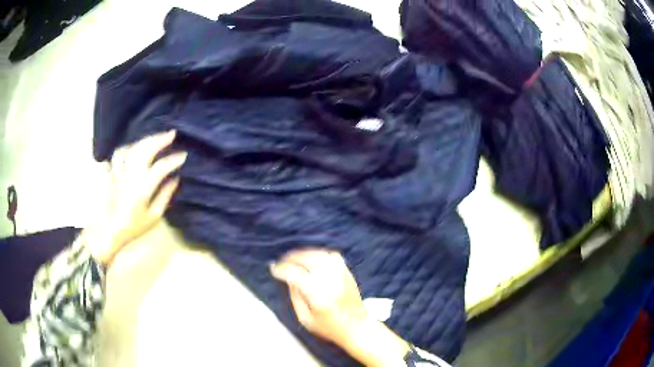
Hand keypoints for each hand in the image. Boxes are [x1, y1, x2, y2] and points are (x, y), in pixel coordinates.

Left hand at [87, 130, 186, 266]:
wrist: (109, 232)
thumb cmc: (133, 227)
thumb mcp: (153, 216)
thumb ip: (165, 196)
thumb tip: (175, 180)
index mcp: (143, 186)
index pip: (162, 166)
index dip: (174, 159)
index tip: (184, 155)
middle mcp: (131, 173)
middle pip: (146, 149)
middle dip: (160, 139)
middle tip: (171, 133)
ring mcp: (119, 170)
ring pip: (132, 147)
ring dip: (145, 140)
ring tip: (153, 138)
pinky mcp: (111, 172)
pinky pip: (119, 154)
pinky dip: (127, 147)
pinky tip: (132, 148)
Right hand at [272, 249, 410, 366]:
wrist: (358, 328)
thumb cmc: (329, 328)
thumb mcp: (305, 318)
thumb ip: (295, 297)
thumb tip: (288, 278)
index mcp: (318, 295)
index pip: (296, 274)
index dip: (282, 269)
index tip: (273, 269)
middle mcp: (330, 280)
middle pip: (308, 259)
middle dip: (291, 258)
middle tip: (282, 262)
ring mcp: (341, 274)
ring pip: (320, 254)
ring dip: (304, 254)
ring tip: (295, 259)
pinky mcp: (348, 272)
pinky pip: (332, 255)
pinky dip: (320, 254)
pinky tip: (313, 259)